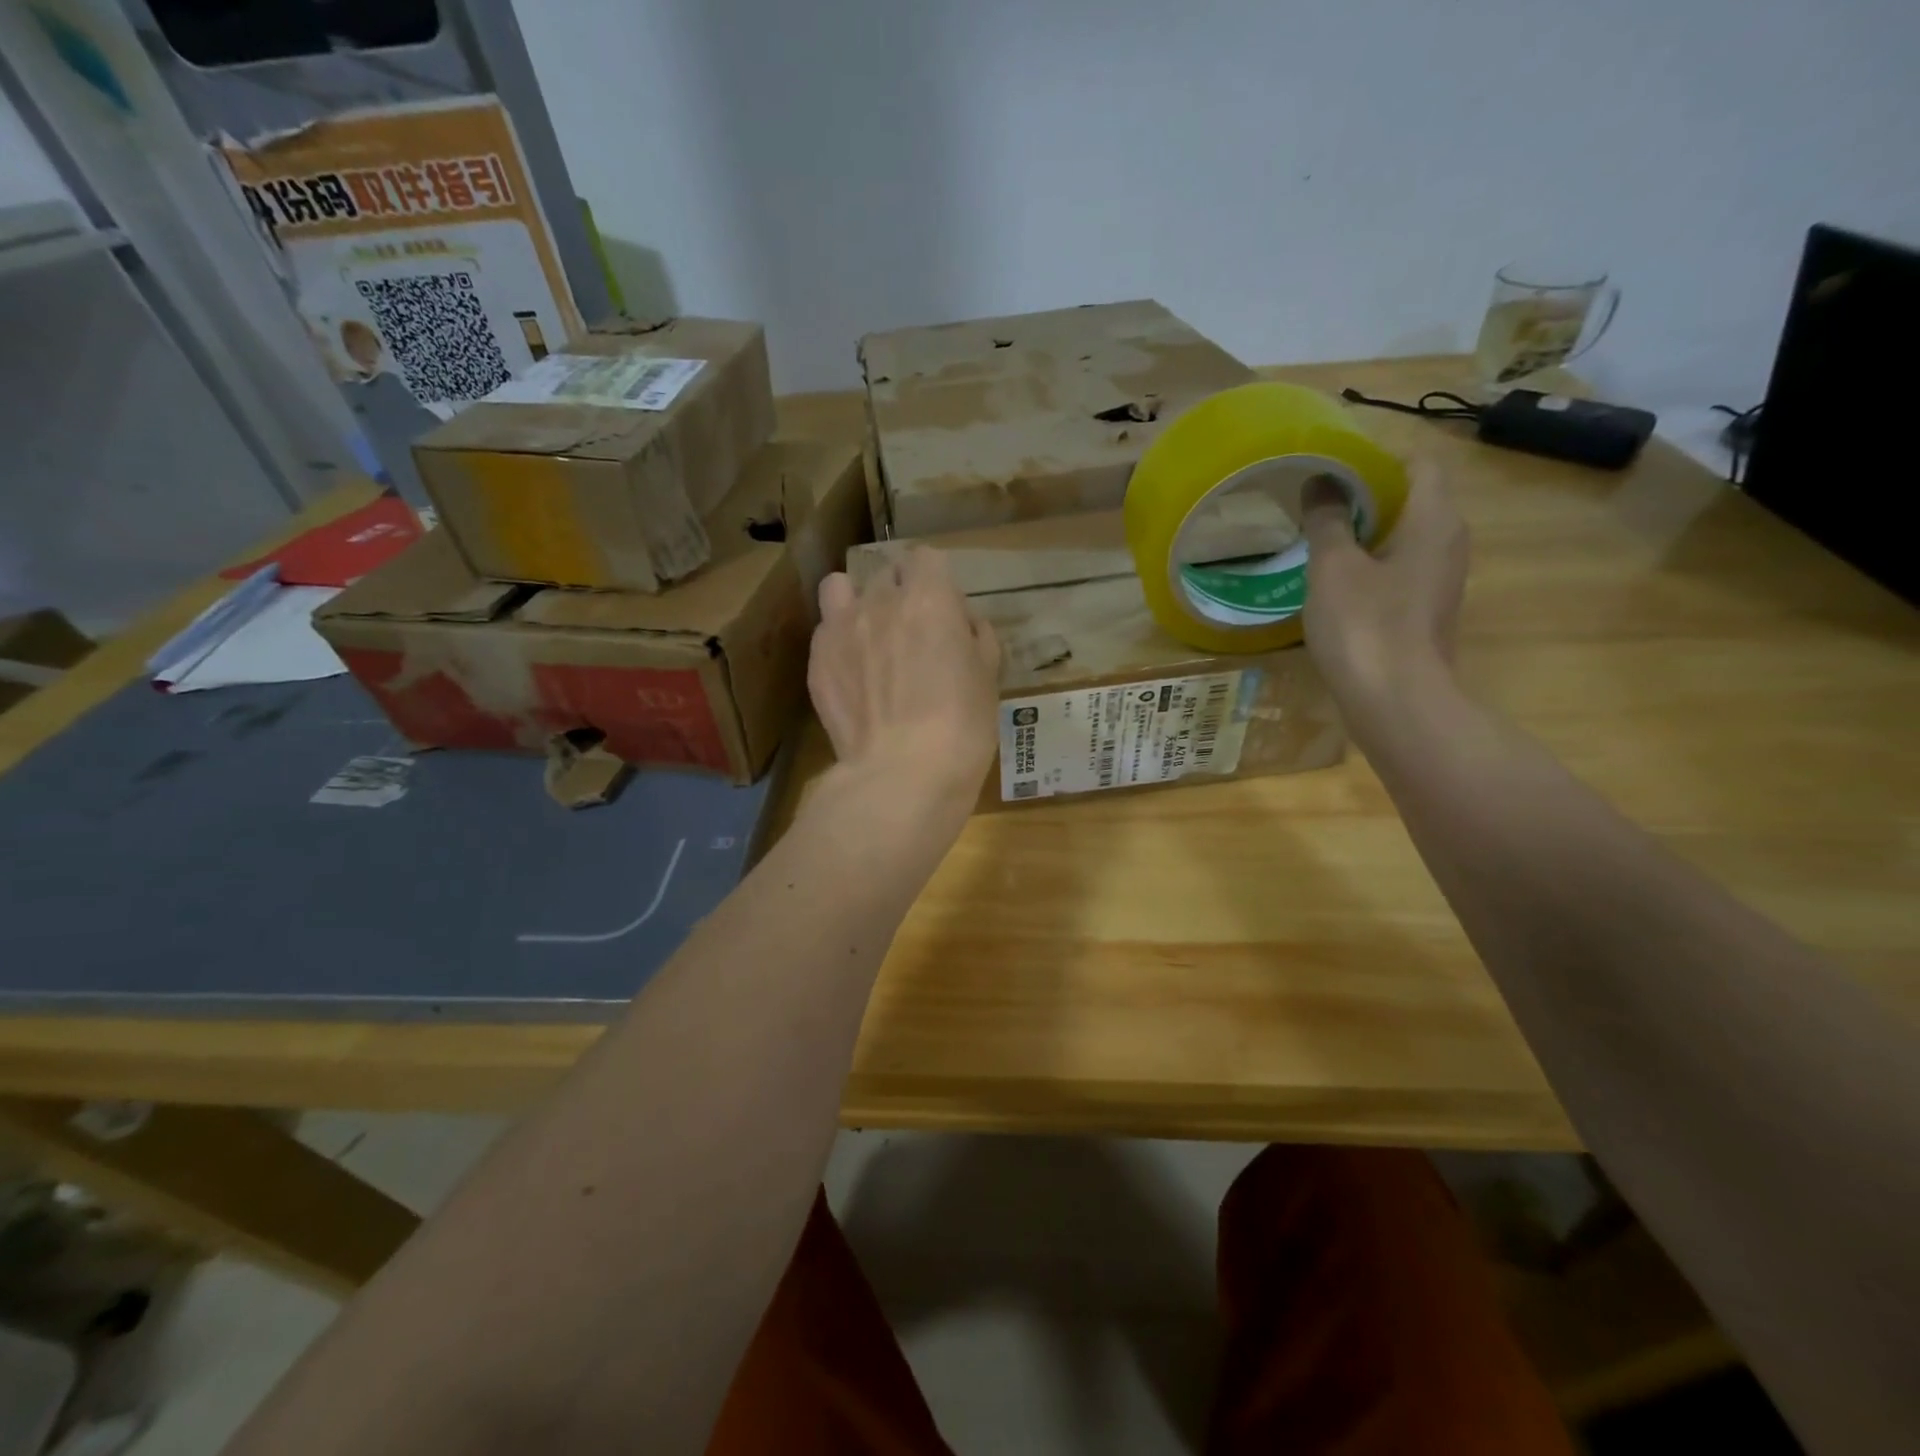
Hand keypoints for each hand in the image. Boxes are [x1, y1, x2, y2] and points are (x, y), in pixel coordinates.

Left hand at [808, 548, 1000, 809]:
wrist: (902, 773)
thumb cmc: (961, 726)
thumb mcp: (988, 678)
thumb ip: (977, 639)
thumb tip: (964, 625)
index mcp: (929, 598)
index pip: (926, 557)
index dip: (935, 579)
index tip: (944, 609)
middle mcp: (880, 601)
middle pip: (886, 573)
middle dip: (900, 591)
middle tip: (912, 631)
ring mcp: (841, 628)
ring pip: (840, 587)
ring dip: (855, 599)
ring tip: (868, 632)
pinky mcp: (817, 660)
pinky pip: (825, 630)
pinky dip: (838, 639)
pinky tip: (851, 671)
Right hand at [1300, 461, 1468, 727]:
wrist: (1395, 702)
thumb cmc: (1365, 626)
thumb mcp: (1333, 567)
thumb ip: (1328, 520)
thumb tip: (1321, 481)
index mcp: (1434, 520)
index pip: (1419, 464)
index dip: (1379, 457)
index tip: (1335, 466)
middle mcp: (1449, 543)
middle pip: (1414, 499)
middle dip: (1368, 495)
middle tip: (1318, 501)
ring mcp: (1441, 581)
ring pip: (1406, 538)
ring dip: (1368, 533)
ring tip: (1320, 537)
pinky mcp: (1426, 612)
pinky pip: (1401, 570)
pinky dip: (1372, 565)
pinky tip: (1334, 582)